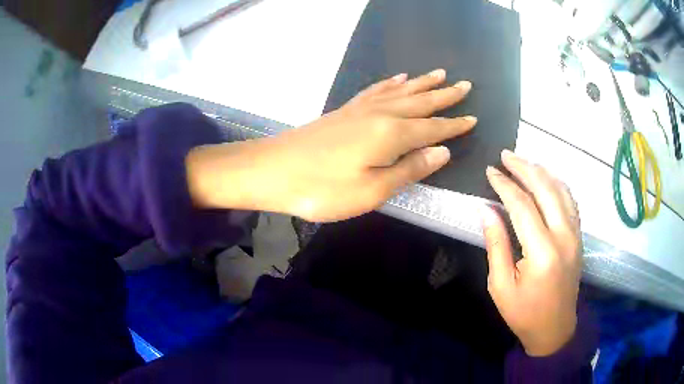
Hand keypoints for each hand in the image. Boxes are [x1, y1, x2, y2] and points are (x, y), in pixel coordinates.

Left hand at [187, 69, 475, 221]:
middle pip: (420, 102)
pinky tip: (398, 79)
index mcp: (391, 135)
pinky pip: (376, 90)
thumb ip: (410, 169)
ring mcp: (361, 109)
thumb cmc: (323, 189)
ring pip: (401, 91)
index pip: (433, 128)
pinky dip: (391, 83)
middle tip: (465, 85)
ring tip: (440, 74)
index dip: (454, 125)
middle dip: (445, 95)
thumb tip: (443, 151)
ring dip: (422, 83)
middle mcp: (380, 114)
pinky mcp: (346, 110)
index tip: (473, 118)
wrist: (273, 170)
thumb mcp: (372, 190)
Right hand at [483, 150, 581, 356]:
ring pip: (561, 190)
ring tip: (524, 162)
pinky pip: (570, 201)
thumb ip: (496, 245)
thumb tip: (487, 210)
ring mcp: (575, 234)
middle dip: (524, 168)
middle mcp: (564, 236)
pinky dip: (557, 184)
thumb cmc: (524, 313)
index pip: (523, 206)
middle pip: (546, 189)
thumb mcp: (501, 286)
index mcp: (542, 252)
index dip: (505, 185)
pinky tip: (547, 179)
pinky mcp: (579, 236)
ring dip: (542, 172)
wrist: (555, 329)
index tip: (490, 171)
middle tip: (505, 155)